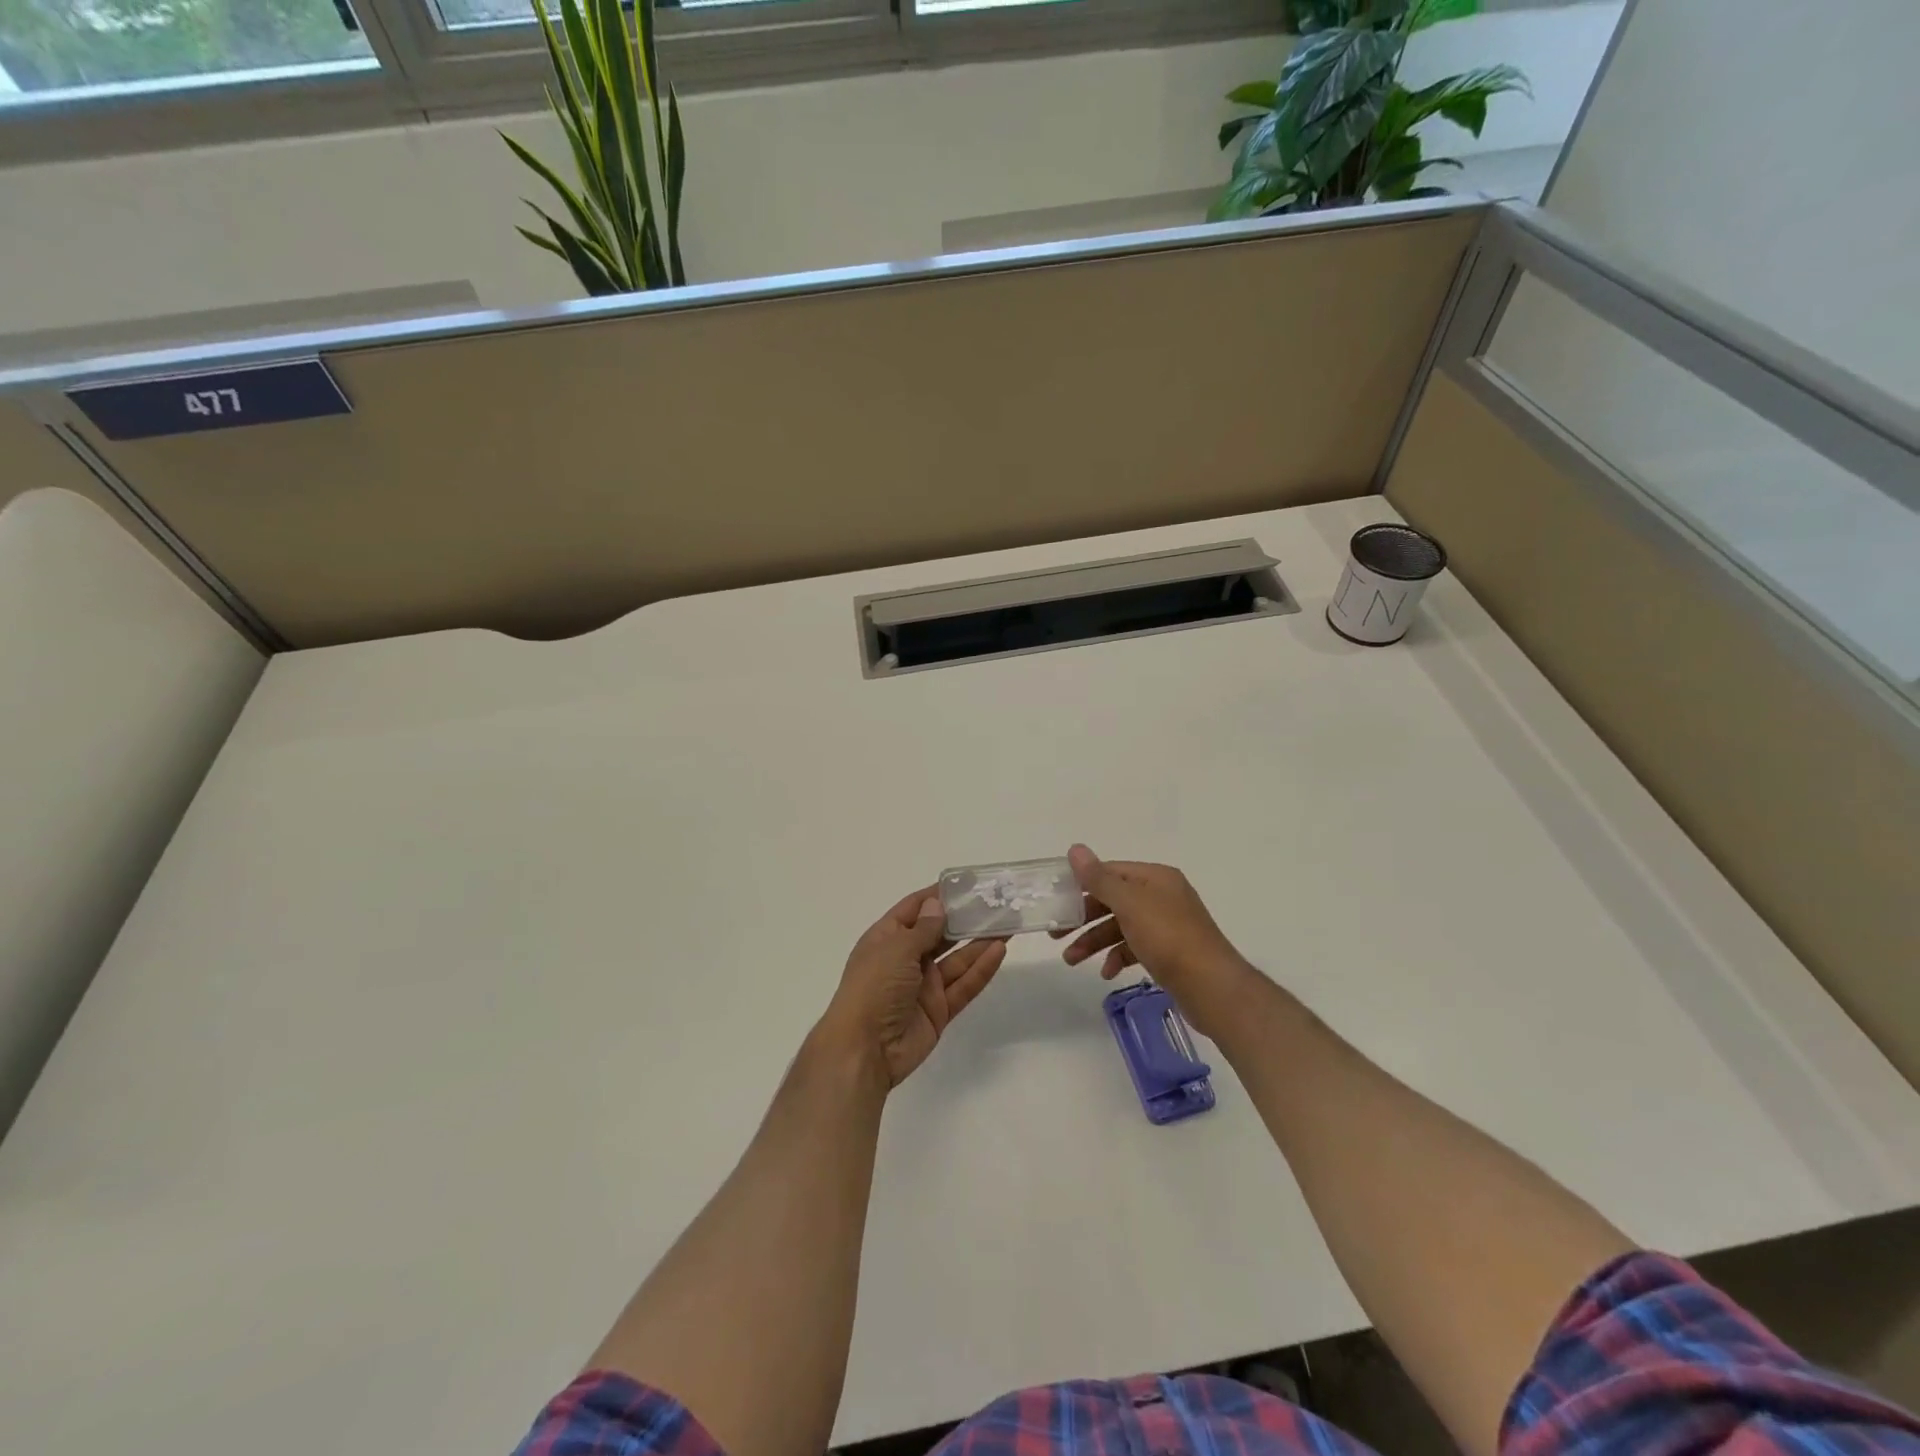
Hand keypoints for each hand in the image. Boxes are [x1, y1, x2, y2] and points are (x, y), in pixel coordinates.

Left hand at [821, 887, 1006, 1088]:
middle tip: (996, 903)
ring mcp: (923, 986)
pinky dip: (981, 969)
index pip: (915, 908)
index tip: (967, 884)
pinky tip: (999, 951)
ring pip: (957, 959)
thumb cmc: (873, 988)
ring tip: (1007, 923)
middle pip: (940, 933)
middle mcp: (905, 959)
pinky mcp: (939, 1010)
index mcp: (887, 938)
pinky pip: (963, 985)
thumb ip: (923, 929)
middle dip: (965, 919)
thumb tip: (937, 904)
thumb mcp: (896, 949)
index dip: (938, 896)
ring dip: (979, 942)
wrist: (864, 1050)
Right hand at [1053, 845, 1256, 1038]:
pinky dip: (1118, 957)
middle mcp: (1162, 896)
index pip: (1110, 872)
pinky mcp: (1169, 952)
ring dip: (1094, 941)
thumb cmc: (1168, 938)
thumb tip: (1075, 849)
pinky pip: (1135, 947)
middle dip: (1084, 917)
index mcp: (1155, 878)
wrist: (1212, 987)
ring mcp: (1167, 925)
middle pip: (1113, 900)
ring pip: (1121, 926)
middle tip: (1055, 933)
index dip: (1082, 882)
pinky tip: (1107, 973)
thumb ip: (1099, 878)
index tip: (1056, 898)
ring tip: (1071, 960)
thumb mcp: (1129, 904)